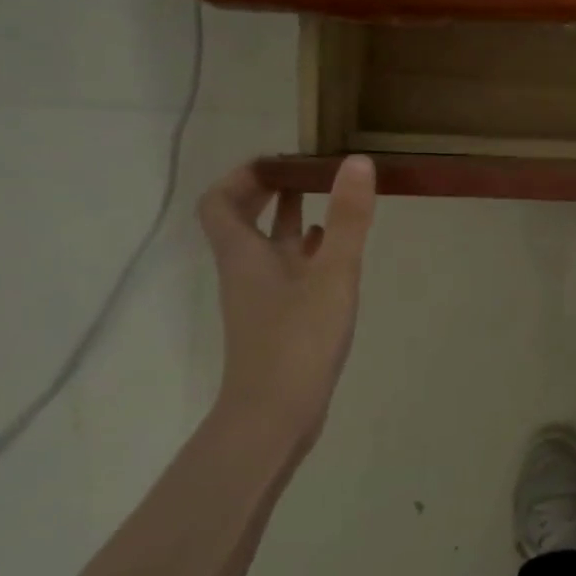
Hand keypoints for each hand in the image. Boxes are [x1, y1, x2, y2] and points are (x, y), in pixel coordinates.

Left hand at [197, 156, 376, 445]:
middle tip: (311, 172)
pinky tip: (337, 252)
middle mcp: (247, 270)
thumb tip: (355, 161)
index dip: (244, 175)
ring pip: (269, 246)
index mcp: (244, 254)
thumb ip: (348, 219)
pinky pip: (289, 272)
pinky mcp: (281, 319)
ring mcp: (264, 297)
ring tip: (332, 199)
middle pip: (243, 220)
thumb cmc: (298, 340)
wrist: (275, 415)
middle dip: (272, 190)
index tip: (283, 160)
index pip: (219, 202)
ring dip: (292, 218)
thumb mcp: (332, 273)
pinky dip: (309, 253)